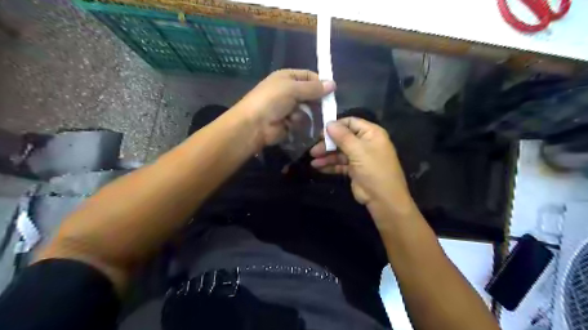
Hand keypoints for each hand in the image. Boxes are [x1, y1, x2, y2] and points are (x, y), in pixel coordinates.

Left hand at [235, 69, 334, 145]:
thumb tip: (333, 84)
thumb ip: (313, 88)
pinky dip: (298, 122)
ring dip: (304, 112)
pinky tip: (291, 123)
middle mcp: (288, 91)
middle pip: (309, 94)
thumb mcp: (293, 89)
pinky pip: (301, 120)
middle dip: (315, 100)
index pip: (308, 76)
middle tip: (324, 106)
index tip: (331, 90)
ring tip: (296, 115)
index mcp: (287, 78)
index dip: (320, 82)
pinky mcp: (289, 122)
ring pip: (307, 109)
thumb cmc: (272, 100)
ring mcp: (288, 107)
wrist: (255, 124)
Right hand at [309, 118, 414, 218]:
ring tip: (313, 161)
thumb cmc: (374, 170)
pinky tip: (318, 167)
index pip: (351, 122)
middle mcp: (365, 143)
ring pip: (340, 152)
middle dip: (328, 144)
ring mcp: (359, 157)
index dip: (336, 126)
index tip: (321, 132)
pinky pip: (340, 164)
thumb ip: (342, 136)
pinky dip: (330, 165)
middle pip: (343, 138)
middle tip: (313, 150)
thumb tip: (329, 123)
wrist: (383, 199)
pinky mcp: (354, 170)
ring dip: (326, 156)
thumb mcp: (358, 151)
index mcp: (371, 133)